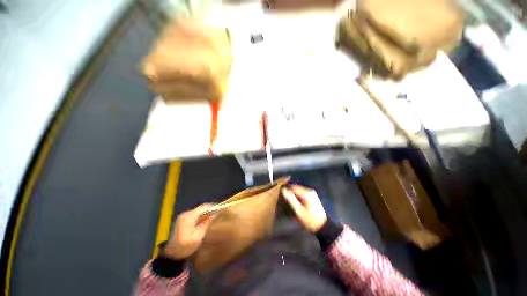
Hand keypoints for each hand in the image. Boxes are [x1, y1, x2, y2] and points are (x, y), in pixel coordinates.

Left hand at [165, 204, 214, 258]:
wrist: (171, 254)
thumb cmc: (185, 247)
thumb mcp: (198, 237)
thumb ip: (206, 224)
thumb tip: (215, 214)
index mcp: (189, 217)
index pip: (203, 207)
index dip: (213, 207)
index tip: (221, 209)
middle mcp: (186, 214)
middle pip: (201, 209)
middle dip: (210, 211)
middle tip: (218, 215)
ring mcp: (183, 216)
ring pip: (198, 211)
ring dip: (205, 214)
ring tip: (213, 219)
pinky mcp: (182, 219)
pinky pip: (195, 215)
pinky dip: (201, 217)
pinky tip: (205, 222)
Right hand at [282, 185, 326, 231]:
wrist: (322, 226)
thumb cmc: (310, 220)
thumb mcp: (299, 211)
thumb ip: (291, 200)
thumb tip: (283, 190)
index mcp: (307, 193)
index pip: (293, 187)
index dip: (286, 189)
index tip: (280, 194)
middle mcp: (309, 190)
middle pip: (296, 188)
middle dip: (290, 192)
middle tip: (284, 199)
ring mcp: (311, 193)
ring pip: (298, 190)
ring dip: (293, 194)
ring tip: (288, 201)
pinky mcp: (312, 196)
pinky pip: (301, 193)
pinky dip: (297, 196)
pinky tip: (295, 202)